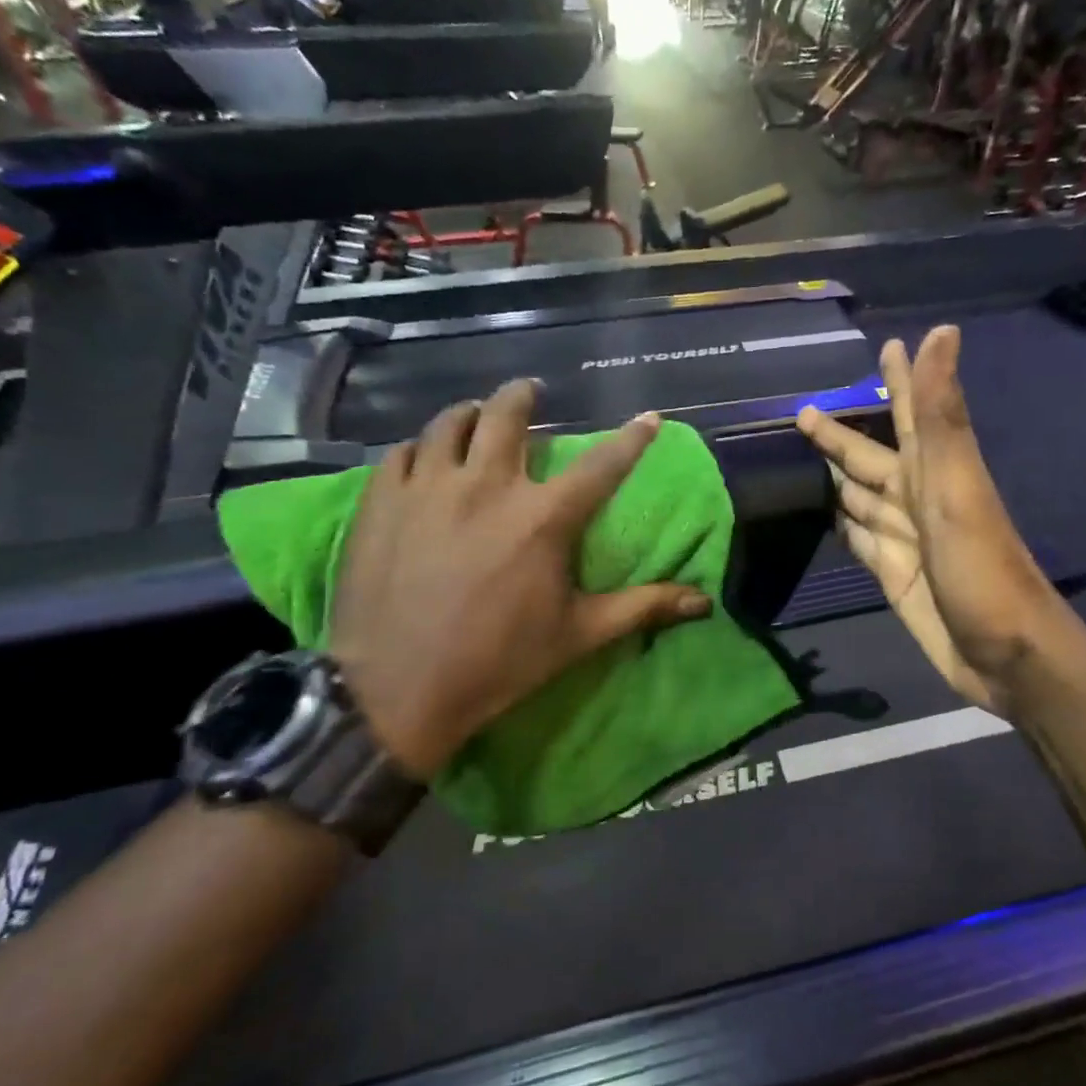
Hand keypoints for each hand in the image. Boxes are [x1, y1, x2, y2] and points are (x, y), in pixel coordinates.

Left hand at [330, 381, 712, 775]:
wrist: (396, 691)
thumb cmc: (498, 662)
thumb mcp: (579, 635)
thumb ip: (643, 608)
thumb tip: (704, 603)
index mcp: (542, 518)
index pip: (601, 465)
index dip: (631, 439)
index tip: (648, 417)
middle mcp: (486, 487)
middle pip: (507, 415)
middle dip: (524, 396)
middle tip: (530, 394)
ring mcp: (428, 488)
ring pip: (450, 423)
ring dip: (470, 414)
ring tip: (476, 417)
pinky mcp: (382, 502)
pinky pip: (402, 452)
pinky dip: (420, 448)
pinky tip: (424, 459)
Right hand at [799, 327, 1057, 714]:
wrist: (1005, 654)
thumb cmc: (982, 568)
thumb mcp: (957, 485)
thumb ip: (938, 415)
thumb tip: (939, 332)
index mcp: (932, 471)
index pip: (908, 414)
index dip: (898, 380)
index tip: (886, 346)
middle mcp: (915, 499)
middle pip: (871, 457)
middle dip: (841, 435)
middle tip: (803, 413)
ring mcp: (903, 539)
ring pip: (861, 497)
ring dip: (836, 476)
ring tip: (802, 459)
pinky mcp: (892, 575)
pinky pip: (860, 540)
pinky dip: (843, 524)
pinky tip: (825, 515)